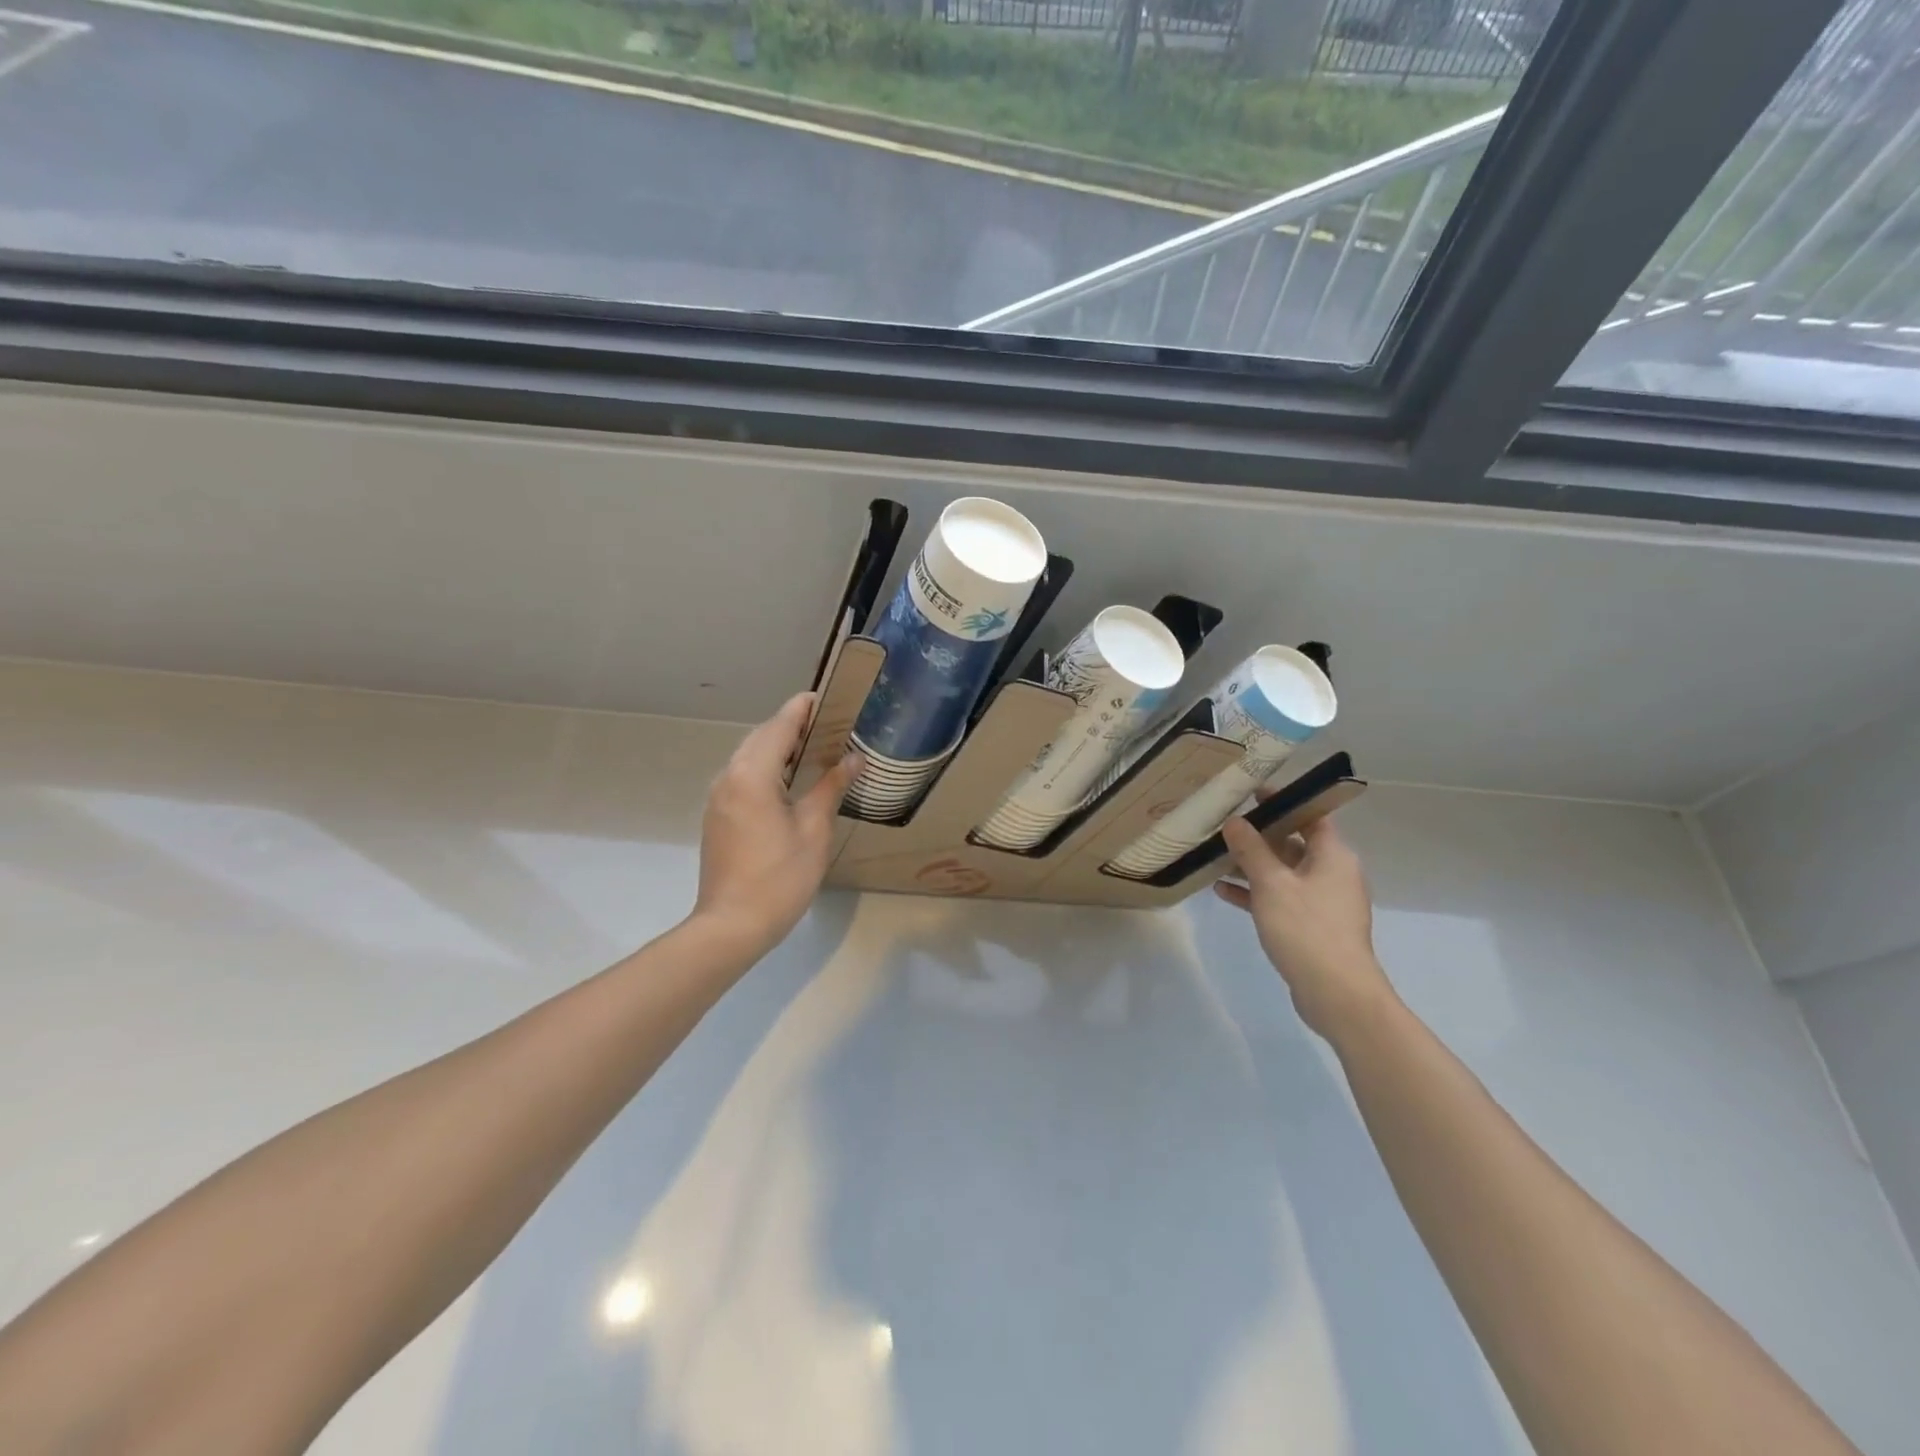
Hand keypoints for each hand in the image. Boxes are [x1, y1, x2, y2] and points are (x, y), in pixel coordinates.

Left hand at [692, 693, 861, 957]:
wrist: (731, 925)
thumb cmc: (779, 877)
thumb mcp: (814, 830)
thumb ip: (831, 787)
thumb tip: (853, 758)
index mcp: (752, 775)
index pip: (780, 726)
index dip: (803, 708)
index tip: (826, 697)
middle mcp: (729, 777)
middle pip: (761, 737)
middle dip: (792, 726)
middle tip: (830, 725)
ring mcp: (719, 798)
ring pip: (749, 757)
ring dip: (778, 747)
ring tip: (815, 750)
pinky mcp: (717, 816)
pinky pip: (743, 776)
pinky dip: (767, 768)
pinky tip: (790, 782)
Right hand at [1215, 813, 1395, 1038]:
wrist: (1336, 993)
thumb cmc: (1306, 928)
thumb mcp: (1271, 883)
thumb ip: (1251, 849)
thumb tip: (1235, 821)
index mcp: (1333, 855)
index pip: (1310, 815)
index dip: (1283, 802)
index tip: (1251, 794)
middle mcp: (1333, 873)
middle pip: (1293, 843)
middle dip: (1258, 836)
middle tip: (1223, 826)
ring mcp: (1323, 901)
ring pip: (1283, 873)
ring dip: (1252, 866)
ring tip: (1215, 857)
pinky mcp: (1312, 926)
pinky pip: (1281, 898)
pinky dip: (1255, 893)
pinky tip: (1222, 891)